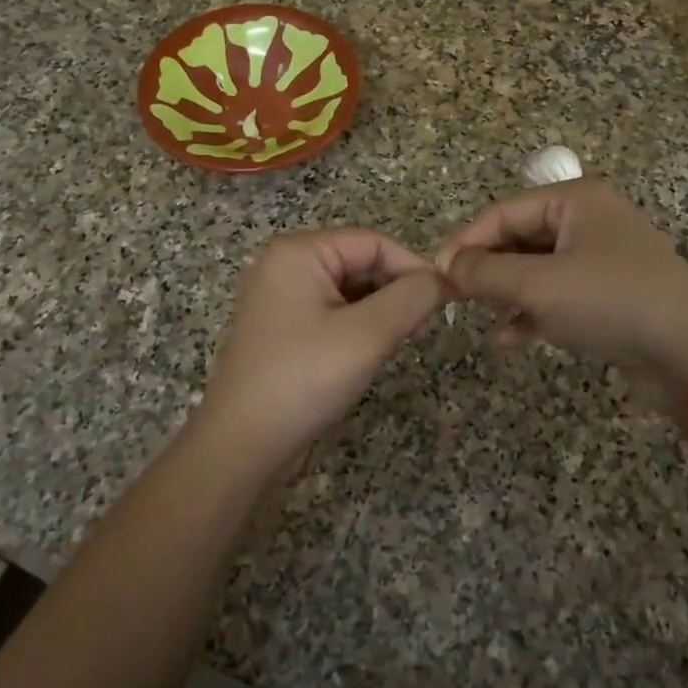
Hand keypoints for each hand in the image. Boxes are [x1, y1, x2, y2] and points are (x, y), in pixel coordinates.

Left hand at [192, 228, 446, 476]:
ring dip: (381, 311)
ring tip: (401, 342)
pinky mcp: (283, 328)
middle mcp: (285, 265)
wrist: (242, 445)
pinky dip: (360, 326)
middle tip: (421, 329)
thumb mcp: (369, 334)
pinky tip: (373, 352)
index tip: (445, 302)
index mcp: (299, 252)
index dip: (413, 268)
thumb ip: (413, 297)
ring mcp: (281, 297)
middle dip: (396, 291)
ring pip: (350, 289)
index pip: (373, 242)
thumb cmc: (305, 378)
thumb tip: (444, 279)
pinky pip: (333, 312)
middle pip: (361, 262)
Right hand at [438, 180, 687, 402]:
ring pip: (537, 268)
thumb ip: (485, 273)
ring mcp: (601, 257)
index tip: (435, 272)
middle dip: (487, 268)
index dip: (466, 241)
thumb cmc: (610, 303)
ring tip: (480, 316)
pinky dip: (533, 311)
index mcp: (575, 201)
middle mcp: (589, 221)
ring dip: (506, 292)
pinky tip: (509, 337)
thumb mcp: (539, 286)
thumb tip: (446, 265)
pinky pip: (558, 293)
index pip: (504, 212)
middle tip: (453, 297)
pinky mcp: (608, 293)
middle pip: (520, 238)